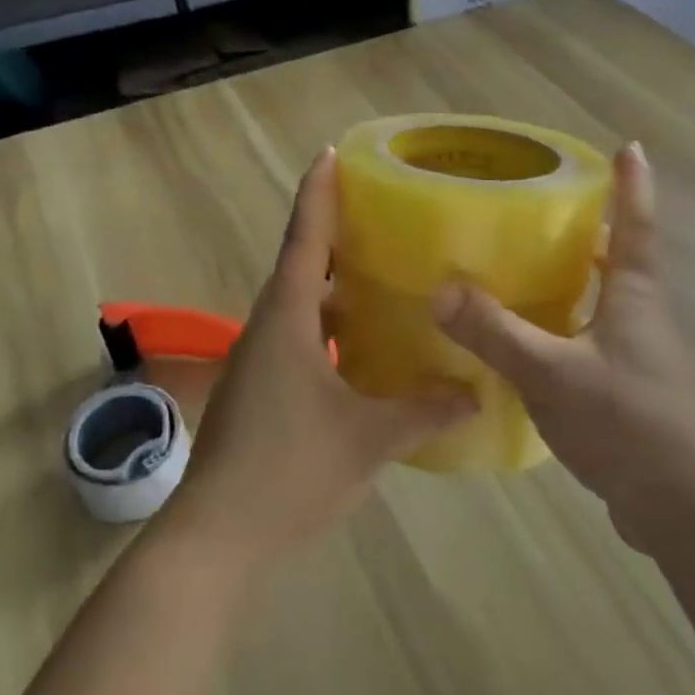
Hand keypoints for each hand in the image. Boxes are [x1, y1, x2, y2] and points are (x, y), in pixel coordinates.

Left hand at [159, 149, 474, 574]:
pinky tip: (363, 348)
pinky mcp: (259, 391)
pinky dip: (329, 329)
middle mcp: (267, 329)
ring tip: (383, 277)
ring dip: (334, 288)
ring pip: (300, 307)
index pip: (304, 240)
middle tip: (382, 217)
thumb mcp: (369, 438)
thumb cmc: (291, 472)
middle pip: (300, 266)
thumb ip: (425, 412)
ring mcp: (259, 362)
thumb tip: (477, 393)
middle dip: (335, 237)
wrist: (218, 540)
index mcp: (287, 320)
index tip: (330, 154)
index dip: (318, 195)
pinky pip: (298, 339)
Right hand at [431, 143, 694, 544]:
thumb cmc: (628, 423)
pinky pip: (588, 339)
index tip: (630, 146)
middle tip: (546, 206)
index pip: (636, 225)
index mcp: (634, 296)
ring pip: (602, 300)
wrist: (682, 509)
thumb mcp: (553, 373)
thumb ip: (496, 332)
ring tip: (525, 264)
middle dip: (591, 228)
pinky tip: (525, 338)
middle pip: (619, 258)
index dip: (634, 185)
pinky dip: (561, 324)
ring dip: (574, 277)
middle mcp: (639, 317)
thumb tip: (441, 289)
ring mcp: (635, 356)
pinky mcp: (624, 390)